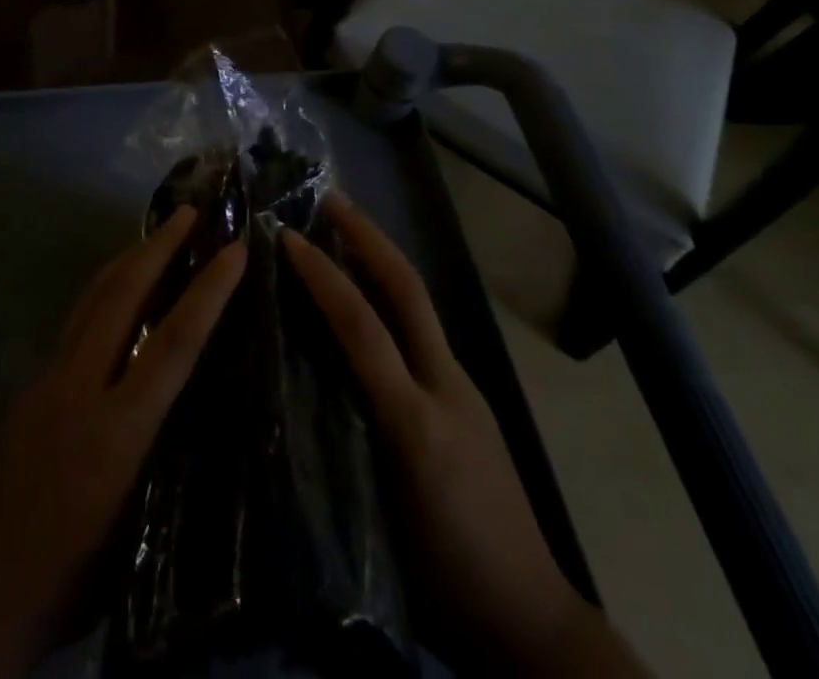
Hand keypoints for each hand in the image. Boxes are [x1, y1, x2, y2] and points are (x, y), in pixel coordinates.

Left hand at [0, 207, 246, 678]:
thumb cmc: (68, 577)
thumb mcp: (137, 532)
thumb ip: (165, 459)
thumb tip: (197, 407)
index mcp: (117, 432)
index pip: (174, 343)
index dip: (208, 292)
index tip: (234, 251)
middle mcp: (81, 388)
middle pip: (123, 296)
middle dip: (159, 247)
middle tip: (189, 212)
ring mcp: (48, 380)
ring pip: (91, 299)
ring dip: (127, 259)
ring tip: (155, 234)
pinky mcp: (31, 385)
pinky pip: (75, 320)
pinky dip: (102, 290)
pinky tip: (115, 292)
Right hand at [285, 198, 649, 678]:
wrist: (531, 618)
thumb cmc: (445, 576)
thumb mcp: (380, 520)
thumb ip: (339, 446)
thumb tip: (294, 386)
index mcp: (416, 419)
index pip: (364, 328)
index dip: (324, 277)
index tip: (287, 238)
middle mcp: (444, 386)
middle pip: (408, 291)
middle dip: (370, 237)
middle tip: (332, 198)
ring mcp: (461, 388)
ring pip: (418, 305)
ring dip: (381, 258)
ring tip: (344, 231)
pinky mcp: (466, 399)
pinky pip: (422, 332)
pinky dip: (391, 297)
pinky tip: (368, 298)